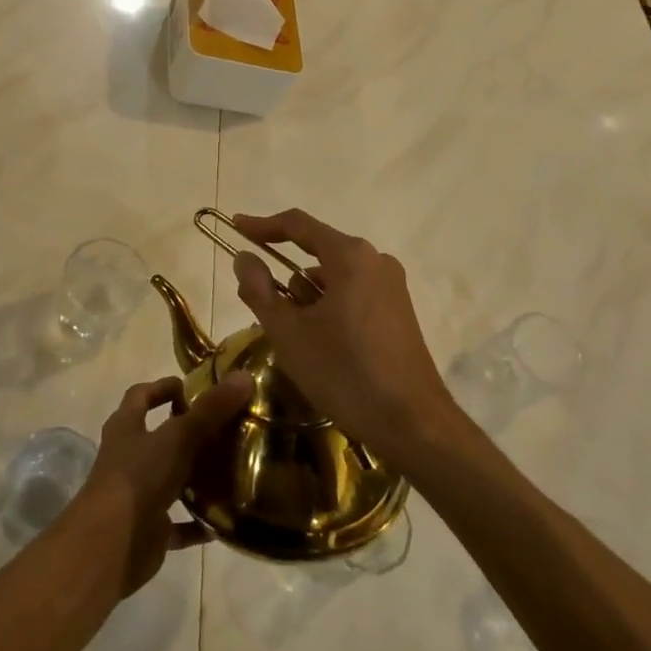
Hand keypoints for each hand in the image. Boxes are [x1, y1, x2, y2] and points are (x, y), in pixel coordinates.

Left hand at [64, 372, 253, 595]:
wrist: (110, 546)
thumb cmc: (138, 477)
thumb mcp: (177, 437)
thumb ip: (210, 409)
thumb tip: (244, 376)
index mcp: (126, 427)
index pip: (141, 395)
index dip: (163, 387)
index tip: (193, 387)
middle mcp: (128, 456)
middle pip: (158, 436)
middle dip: (187, 431)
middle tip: (225, 427)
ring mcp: (138, 494)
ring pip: (170, 478)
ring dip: (195, 475)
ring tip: (232, 468)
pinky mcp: (149, 529)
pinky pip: (179, 522)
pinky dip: (199, 521)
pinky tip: (226, 519)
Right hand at [230, 209, 457, 465]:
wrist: (414, 425)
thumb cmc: (345, 373)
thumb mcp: (289, 333)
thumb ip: (259, 290)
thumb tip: (244, 258)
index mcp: (350, 257)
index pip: (297, 225)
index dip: (262, 225)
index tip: (235, 227)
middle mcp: (375, 261)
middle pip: (316, 252)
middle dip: (284, 274)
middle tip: (257, 300)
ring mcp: (391, 287)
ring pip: (333, 277)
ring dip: (306, 297)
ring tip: (288, 334)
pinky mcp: (398, 312)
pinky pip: (351, 294)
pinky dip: (327, 308)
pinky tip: (317, 344)